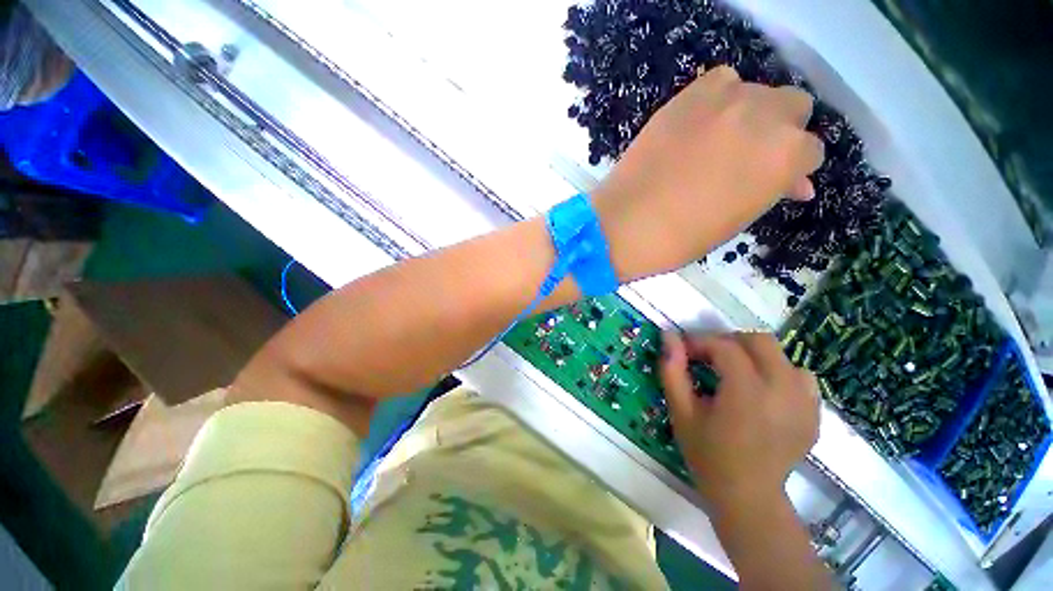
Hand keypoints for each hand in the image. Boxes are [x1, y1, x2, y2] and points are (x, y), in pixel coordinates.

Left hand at [592, 66, 823, 280]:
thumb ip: (771, 190)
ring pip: (760, 91)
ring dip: (751, 113)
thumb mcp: (738, 220)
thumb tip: (796, 183)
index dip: (791, 169)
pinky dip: (720, 98)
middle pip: (794, 107)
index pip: (811, 151)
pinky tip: (703, 123)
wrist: (626, 223)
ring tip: (722, 141)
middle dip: (780, 132)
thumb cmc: (681, 236)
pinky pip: (721, 81)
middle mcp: (766, 116)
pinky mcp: (688, 96)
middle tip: (749, 157)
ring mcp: (725, 99)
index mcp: (786, 156)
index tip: (772, 181)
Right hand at [660, 331, 819, 507]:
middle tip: (708, 358)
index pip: (724, 346)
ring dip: (753, 356)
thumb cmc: (708, 454)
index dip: (700, 341)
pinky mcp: (815, 413)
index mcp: (746, 392)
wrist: (749, 496)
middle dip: (728, 341)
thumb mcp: (681, 411)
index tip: (684, 351)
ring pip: (781, 355)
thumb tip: (668, 335)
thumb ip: (673, 370)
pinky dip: (778, 372)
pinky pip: (800, 375)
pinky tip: (762, 390)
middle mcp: (782, 390)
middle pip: (759, 340)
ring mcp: (804, 402)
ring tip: (735, 374)